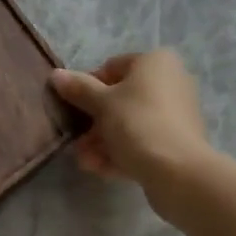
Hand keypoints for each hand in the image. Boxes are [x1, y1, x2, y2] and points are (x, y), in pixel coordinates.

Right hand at [49, 50, 214, 207]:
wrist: (179, 173)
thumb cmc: (138, 124)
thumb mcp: (102, 103)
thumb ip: (79, 88)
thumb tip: (56, 75)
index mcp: (156, 62)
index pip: (112, 68)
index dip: (89, 87)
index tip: (73, 108)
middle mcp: (170, 81)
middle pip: (121, 99)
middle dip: (95, 122)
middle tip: (77, 141)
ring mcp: (176, 114)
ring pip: (131, 123)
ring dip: (104, 141)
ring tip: (86, 161)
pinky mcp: (178, 143)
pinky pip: (144, 141)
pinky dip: (123, 152)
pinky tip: (101, 170)